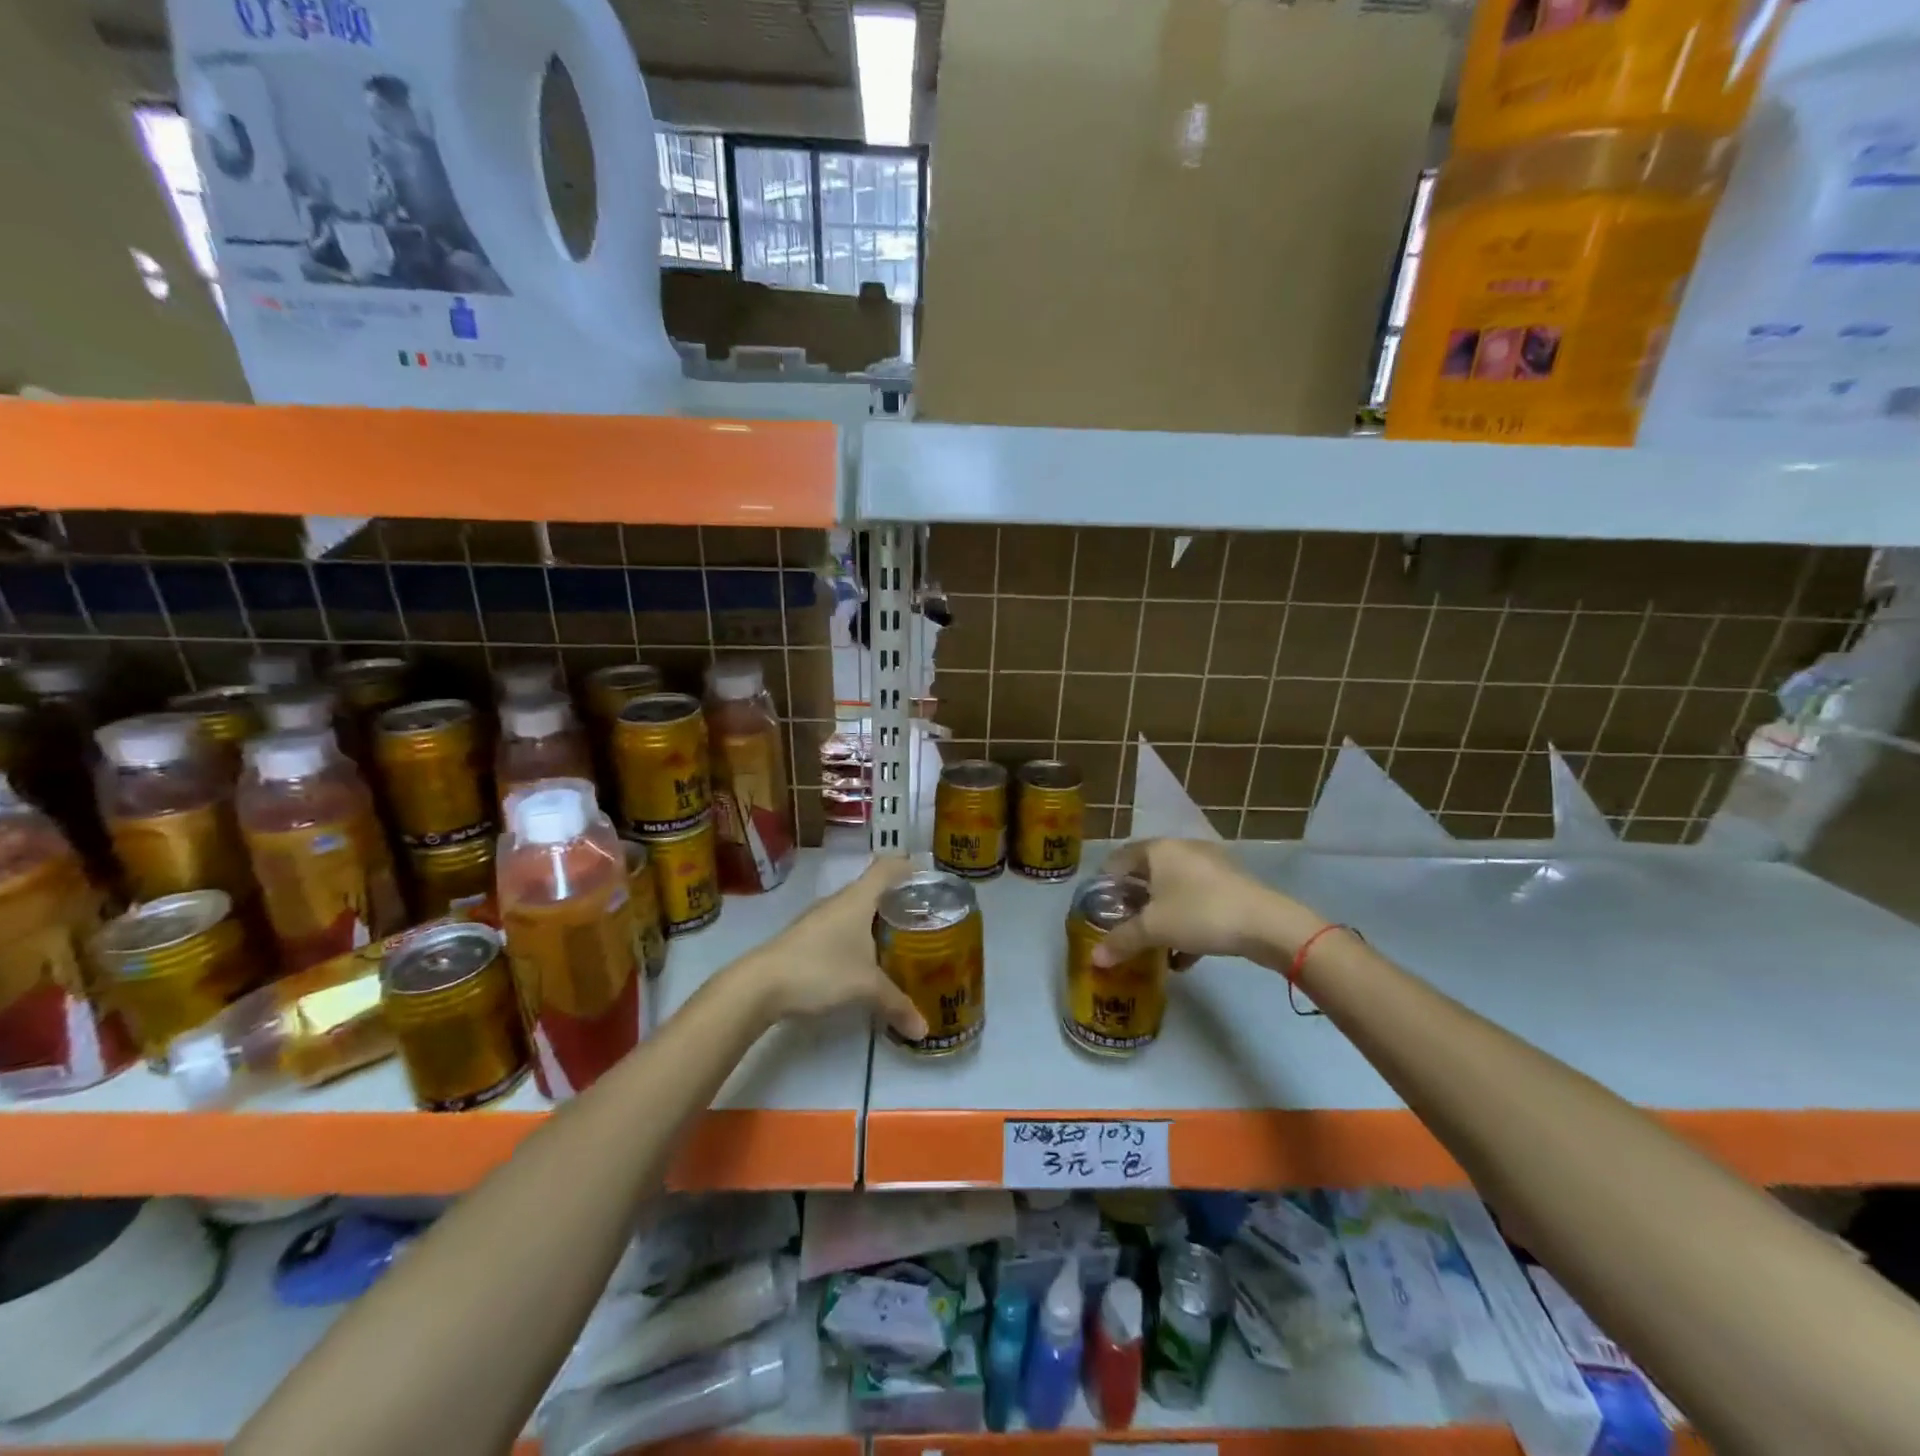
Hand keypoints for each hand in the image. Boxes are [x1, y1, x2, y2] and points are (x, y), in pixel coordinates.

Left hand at [737, 857, 926, 1040]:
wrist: (759, 985)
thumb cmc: (820, 969)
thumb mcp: (865, 988)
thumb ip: (897, 1005)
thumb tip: (924, 1029)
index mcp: (858, 899)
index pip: (887, 868)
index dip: (908, 867)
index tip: (928, 878)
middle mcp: (838, 901)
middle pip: (872, 888)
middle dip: (897, 899)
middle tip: (923, 917)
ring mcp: (818, 918)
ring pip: (855, 910)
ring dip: (876, 920)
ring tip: (899, 939)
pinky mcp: (805, 937)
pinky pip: (840, 927)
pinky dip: (857, 936)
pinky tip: (865, 959)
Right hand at [1091, 838, 1324, 969]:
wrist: (1267, 924)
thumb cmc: (1199, 913)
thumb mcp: (1153, 929)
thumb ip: (1121, 941)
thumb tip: (1095, 959)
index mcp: (1159, 850)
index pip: (1120, 858)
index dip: (1106, 883)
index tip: (1098, 908)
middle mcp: (1182, 850)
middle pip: (1147, 875)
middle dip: (1133, 904)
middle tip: (1122, 928)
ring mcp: (1210, 867)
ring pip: (1174, 891)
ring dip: (1160, 917)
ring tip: (1151, 946)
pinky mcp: (1230, 887)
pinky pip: (1197, 903)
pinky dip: (1186, 925)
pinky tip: (1183, 957)